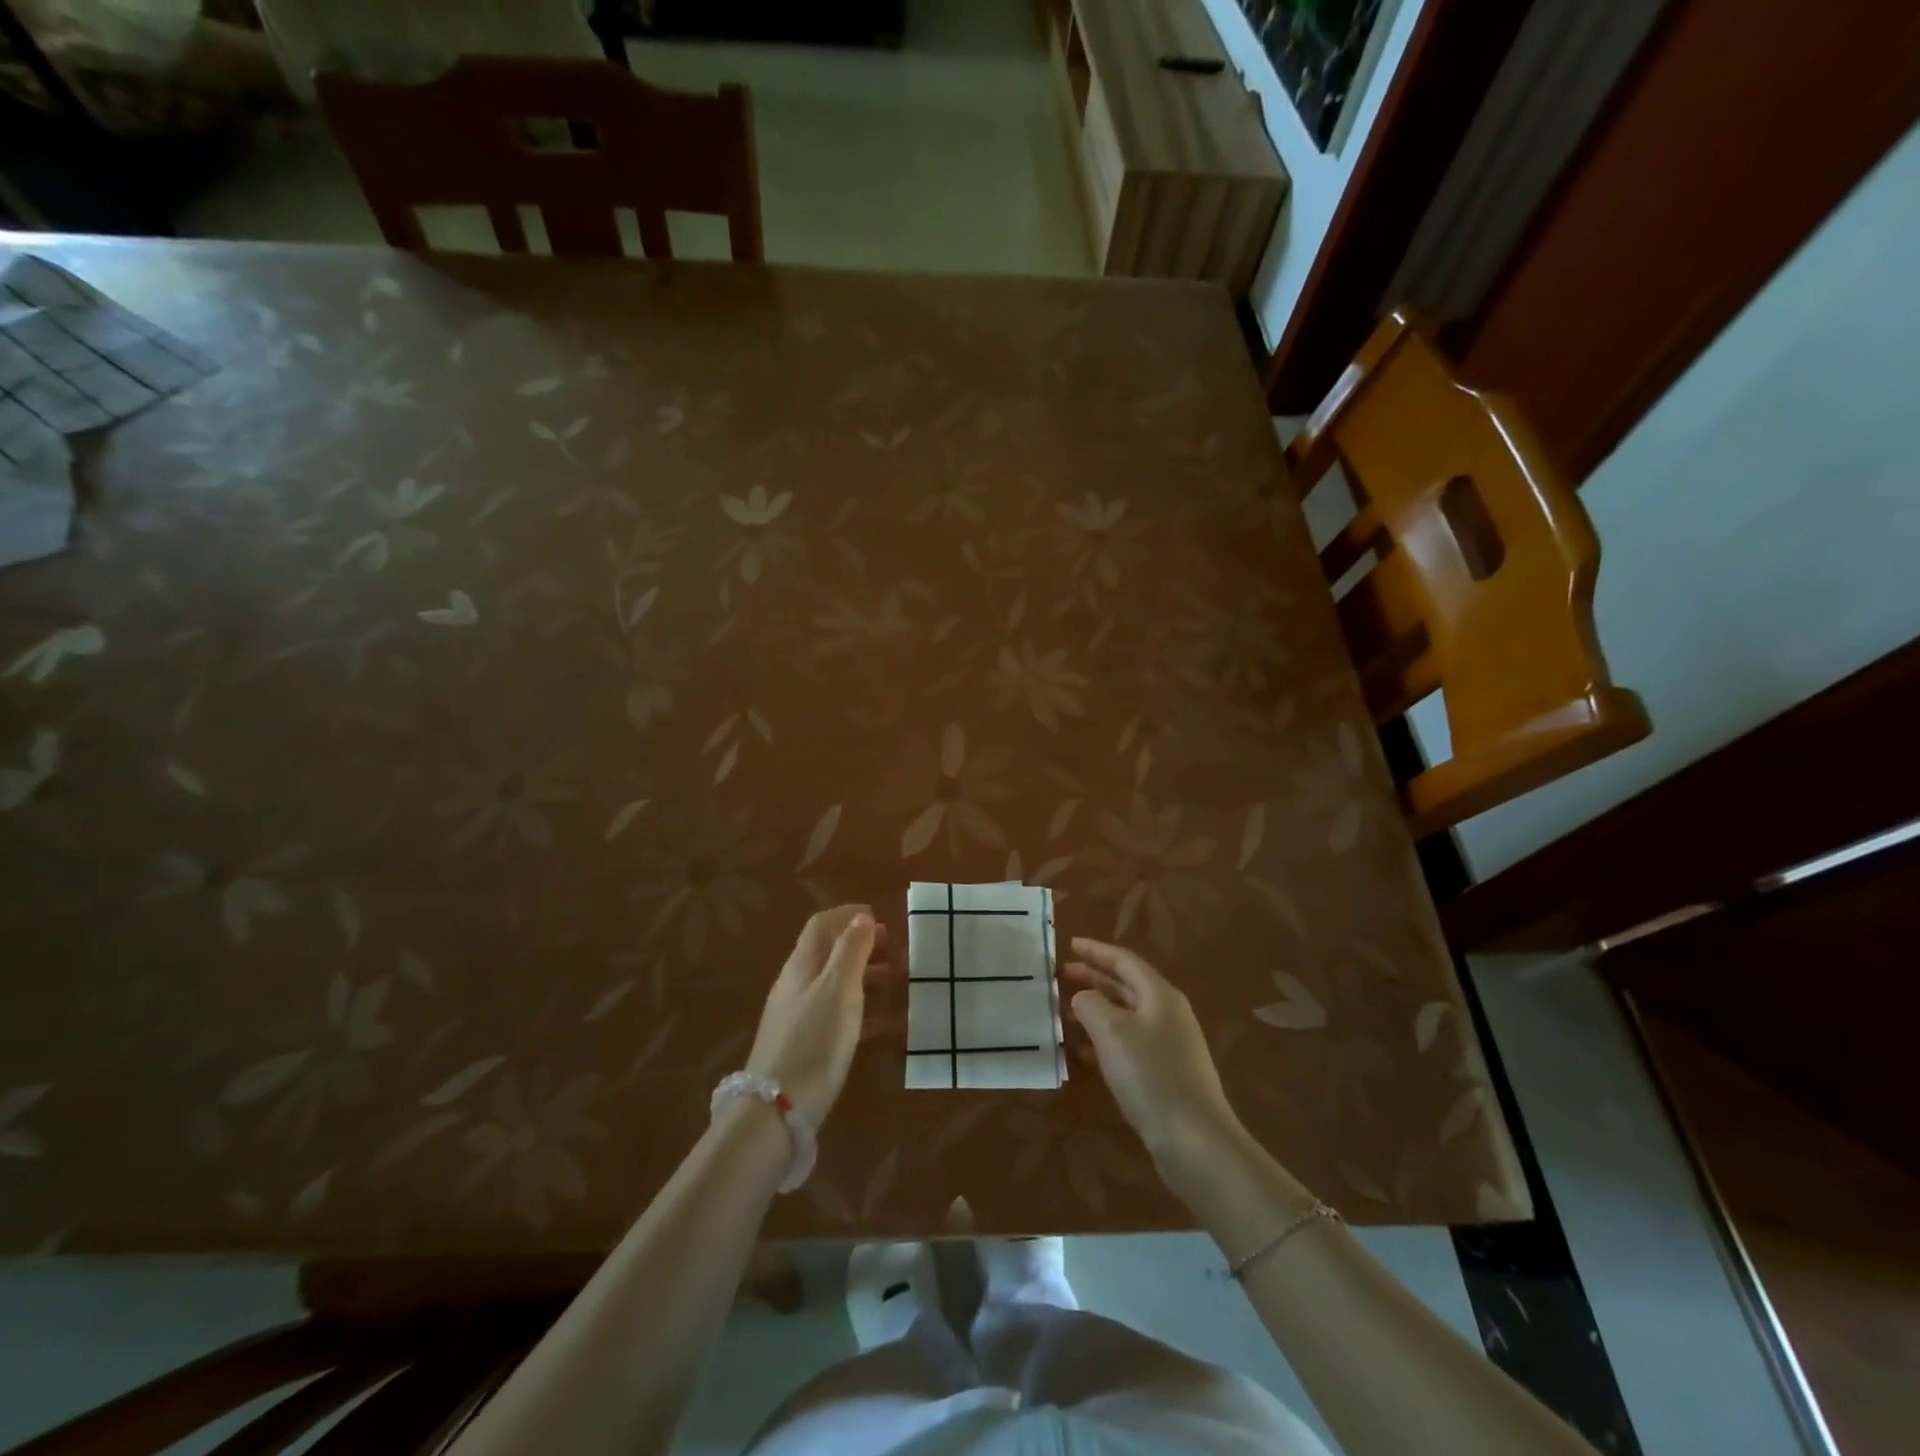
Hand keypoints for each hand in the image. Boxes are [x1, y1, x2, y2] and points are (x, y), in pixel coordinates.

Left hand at [745, 906, 887, 1126]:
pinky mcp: (804, 1046)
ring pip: (835, 985)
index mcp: (802, 965)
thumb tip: (861, 917)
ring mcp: (798, 1017)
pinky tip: (886, 1025)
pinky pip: (837, 1016)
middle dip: (860, 945)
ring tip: (896, 981)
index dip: (847, 916)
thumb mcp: (839, 989)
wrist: (776, 1109)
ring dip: (864, 976)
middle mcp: (796, 985)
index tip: (879, 917)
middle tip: (893, 949)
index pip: (820, 925)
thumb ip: (851, 951)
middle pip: (828, 953)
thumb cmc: (814, 1041)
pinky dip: (862, 1011)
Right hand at [1063, 937, 1243, 1178]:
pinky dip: (1105, 1040)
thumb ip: (1090, 1004)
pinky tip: (1084, 1052)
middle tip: (1062, 976)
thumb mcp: (1112, 1031)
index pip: (1124, 961)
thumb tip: (1083, 997)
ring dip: (1096, 1010)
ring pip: (1125, 1016)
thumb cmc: (1151, 1075)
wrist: (1194, 1140)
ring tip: (1065, 1013)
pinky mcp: (1165, 1074)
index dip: (1096, 951)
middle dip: (1093, 978)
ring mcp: (1169, 1045)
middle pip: (1126, 986)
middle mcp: (1167, 1013)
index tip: (1070, 944)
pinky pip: (1129, 1044)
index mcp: (1159, 994)